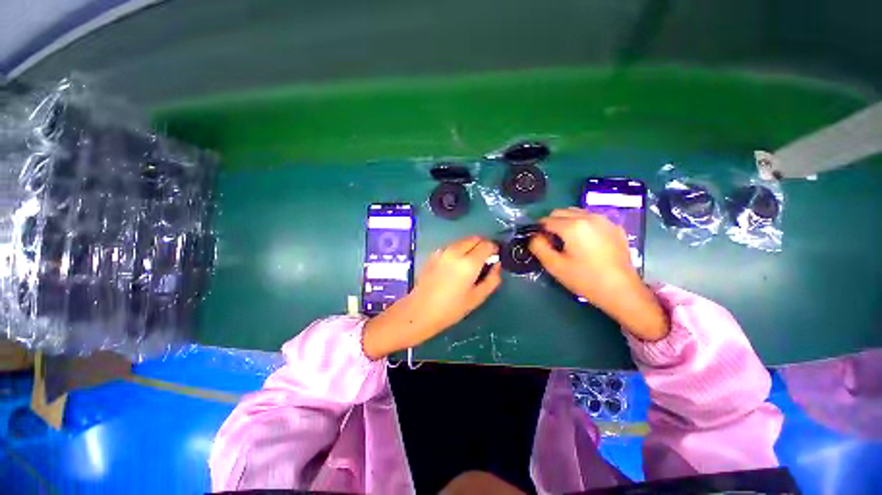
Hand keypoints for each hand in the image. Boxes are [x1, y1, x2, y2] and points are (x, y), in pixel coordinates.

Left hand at [363, 236, 501, 358]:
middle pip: (475, 238)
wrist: (420, 310)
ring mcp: (443, 251)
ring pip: (463, 241)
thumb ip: (492, 279)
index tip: (495, 257)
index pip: (487, 244)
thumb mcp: (477, 297)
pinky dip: (459, 250)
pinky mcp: (434, 254)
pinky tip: (455, 265)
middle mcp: (455, 251)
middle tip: (484, 259)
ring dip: (471, 246)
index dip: (494, 249)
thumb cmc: (451, 308)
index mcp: (468, 262)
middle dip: (483, 245)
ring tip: (470, 263)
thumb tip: (496, 265)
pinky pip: (452, 246)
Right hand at [529, 208, 668, 340]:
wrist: (622, 291)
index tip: (540, 243)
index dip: (539, 230)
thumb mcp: (554, 265)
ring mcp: (605, 220)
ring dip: (567, 222)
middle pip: (561, 212)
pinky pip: (592, 219)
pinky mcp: (615, 227)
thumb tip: (534, 236)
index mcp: (573, 225)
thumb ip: (538, 247)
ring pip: (577, 213)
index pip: (546, 220)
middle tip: (553, 243)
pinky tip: (587, 243)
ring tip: (569, 242)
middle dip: (552, 224)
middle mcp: (589, 216)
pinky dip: (583, 225)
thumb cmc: (585, 279)